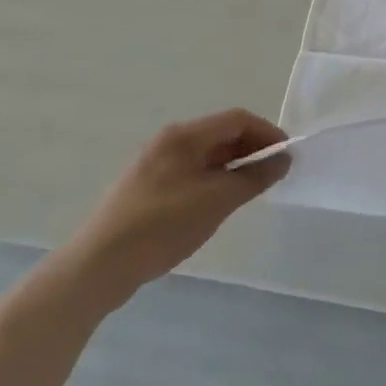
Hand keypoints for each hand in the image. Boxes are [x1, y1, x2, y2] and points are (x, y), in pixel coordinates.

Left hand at [64, 110, 290, 305]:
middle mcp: (168, 142)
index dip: (267, 133)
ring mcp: (153, 164)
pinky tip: (217, 205)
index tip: (286, 157)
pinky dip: (212, 180)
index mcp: (184, 136)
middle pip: (221, 134)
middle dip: (251, 150)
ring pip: (205, 155)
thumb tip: (283, 159)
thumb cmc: (163, 225)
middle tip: (272, 175)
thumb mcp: (218, 200)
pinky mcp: (145, 188)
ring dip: (233, 166)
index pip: (237, 119)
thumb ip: (255, 177)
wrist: (98, 267)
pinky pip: (190, 172)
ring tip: (249, 192)